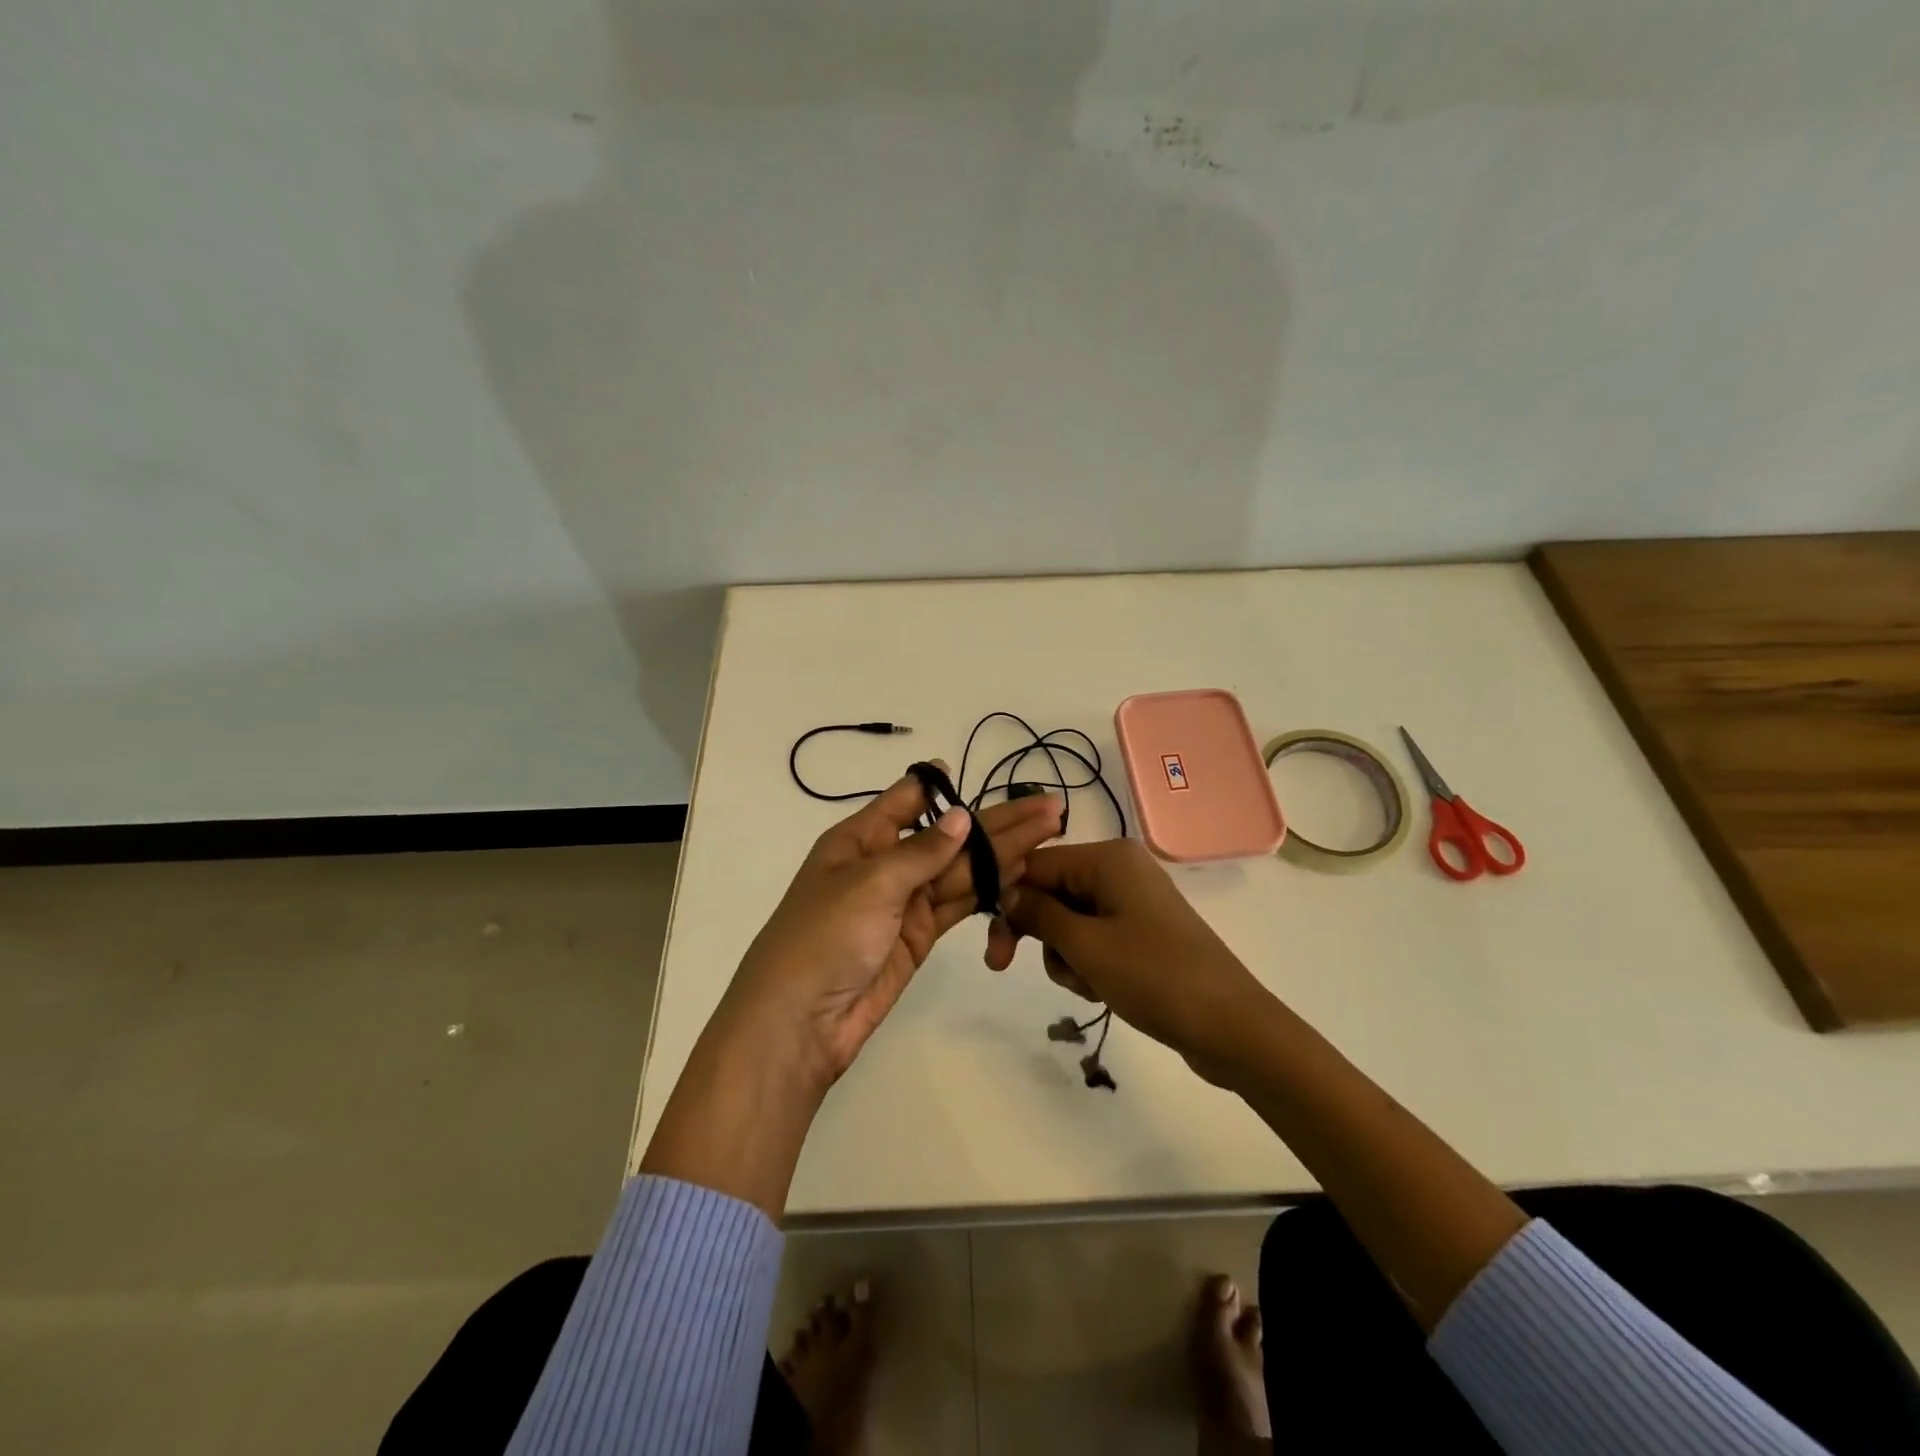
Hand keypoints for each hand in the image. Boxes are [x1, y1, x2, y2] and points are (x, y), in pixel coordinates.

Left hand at [719, 770, 1065, 1096]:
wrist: (800, 1022)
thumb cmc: (824, 936)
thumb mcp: (870, 883)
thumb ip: (922, 851)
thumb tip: (962, 816)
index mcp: (861, 838)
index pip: (909, 800)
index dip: (946, 788)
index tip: (981, 777)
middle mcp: (886, 863)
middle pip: (949, 835)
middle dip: (998, 821)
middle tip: (1050, 807)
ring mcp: (905, 902)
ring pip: (961, 869)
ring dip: (1004, 851)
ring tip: (1050, 831)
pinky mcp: (920, 936)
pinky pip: (959, 903)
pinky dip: (989, 887)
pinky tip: (1021, 869)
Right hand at [984, 838, 1270, 1078]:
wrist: (1231, 1027)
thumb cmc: (1154, 976)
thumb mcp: (1085, 946)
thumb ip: (1038, 914)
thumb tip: (1005, 893)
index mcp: (1107, 858)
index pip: (1035, 866)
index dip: (1007, 901)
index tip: (990, 945)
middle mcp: (1119, 869)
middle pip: (1050, 892)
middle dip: (1038, 934)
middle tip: (1004, 968)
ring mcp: (1132, 901)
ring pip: (1068, 921)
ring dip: (1065, 955)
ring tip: (1088, 984)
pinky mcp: (1142, 931)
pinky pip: (1094, 937)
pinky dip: (1087, 962)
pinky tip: (1102, 989)